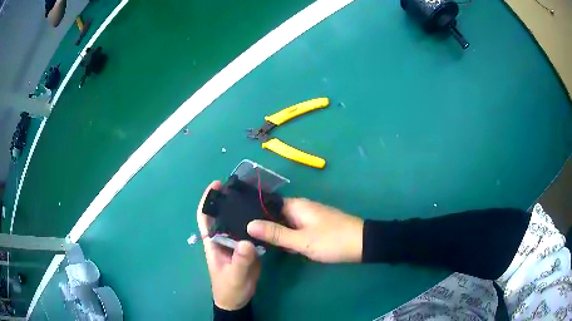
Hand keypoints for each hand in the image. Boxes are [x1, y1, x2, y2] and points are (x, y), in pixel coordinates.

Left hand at [197, 181, 260, 310]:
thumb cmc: (229, 288)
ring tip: (258, 196)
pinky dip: (256, 223)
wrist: (238, 300)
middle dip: (229, 199)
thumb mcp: (235, 276)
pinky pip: (250, 232)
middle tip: (245, 187)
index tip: (217, 184)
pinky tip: (267, 215)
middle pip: (223, 215)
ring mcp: (236, 243)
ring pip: (238, 222)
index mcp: (213, 242)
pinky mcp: (247, 248)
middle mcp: (223, 239)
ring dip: (244, 210)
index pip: (205, 217)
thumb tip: (247, 241)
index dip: (208, 200)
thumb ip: (240, 261)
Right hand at [247, 198, 362, 262]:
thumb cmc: (332, 240)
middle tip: (247, 238)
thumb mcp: (301, 240)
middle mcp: (301, 207)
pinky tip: (282, 248)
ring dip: (277, 233)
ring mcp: (309, 217)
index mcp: (296, 205)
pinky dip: (289, 237)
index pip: (268, 203)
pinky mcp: (315, 227)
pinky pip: (296, 229)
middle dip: (264, 226)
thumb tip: (249, 224)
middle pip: (275, 214)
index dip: (254, 213)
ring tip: (258, 244)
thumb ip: (276, 233)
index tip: (240, 224)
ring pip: (286, 224)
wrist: (363, 244)